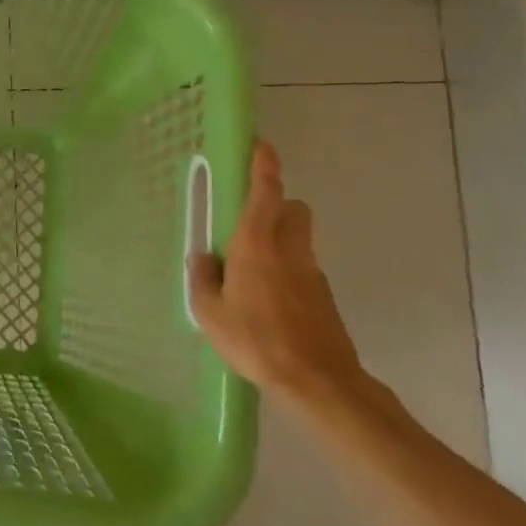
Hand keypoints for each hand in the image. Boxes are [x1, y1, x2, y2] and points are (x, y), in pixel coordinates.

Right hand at [188, 142, 363, 410]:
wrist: (318, 381)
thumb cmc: (256, 340)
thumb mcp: (210, 313)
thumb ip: (201, 279)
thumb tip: (202, 257)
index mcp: (257, 245)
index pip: (266, 192)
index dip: (264, 165)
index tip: (261, 145)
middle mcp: (289, 249)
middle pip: (293, 208)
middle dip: (277, 204)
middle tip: (249, 222)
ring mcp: (311, 272)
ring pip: (299, 238)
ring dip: (280, 239)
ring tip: (251, 271)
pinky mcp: (324, 296)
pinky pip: (301, 268)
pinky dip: (287, 271)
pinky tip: (268, 302)